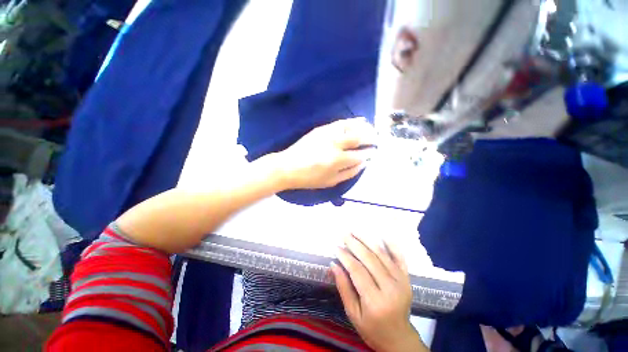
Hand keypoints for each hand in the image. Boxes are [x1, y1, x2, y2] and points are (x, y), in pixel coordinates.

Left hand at [275, 118, 376, 189]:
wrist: (288, 166)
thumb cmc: (309, 178)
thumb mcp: (330, 182)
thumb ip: (349, 173)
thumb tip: (363, 164)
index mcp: (337, 160)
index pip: (359, 155)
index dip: (368, 153)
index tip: (373, 152)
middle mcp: (334, 144)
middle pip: (358, 137)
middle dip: (370, 138)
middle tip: (376, 139)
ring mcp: (328, 134)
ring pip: (350, 127)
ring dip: (364, 127)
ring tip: (371, 129)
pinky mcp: (321, 129)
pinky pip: (340, 123)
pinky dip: (352, 121)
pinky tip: (358, 121)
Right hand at [331, 234, 427, 351]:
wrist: (399, 338)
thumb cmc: (372, 329)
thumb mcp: (353, 314)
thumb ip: (343, 288)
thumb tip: (334, 265)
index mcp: (375, 301)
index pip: (357, 271)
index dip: (346, 257)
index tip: (336, 247)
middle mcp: (390, 288)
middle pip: (370, 259)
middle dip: (355, 244)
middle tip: (344, 234)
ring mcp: (401, 281)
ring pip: (382, 255)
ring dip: (368, 240)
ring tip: (356, 231)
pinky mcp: (407, 278)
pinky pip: (399, 257)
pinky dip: (392, 245)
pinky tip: (382, 236)